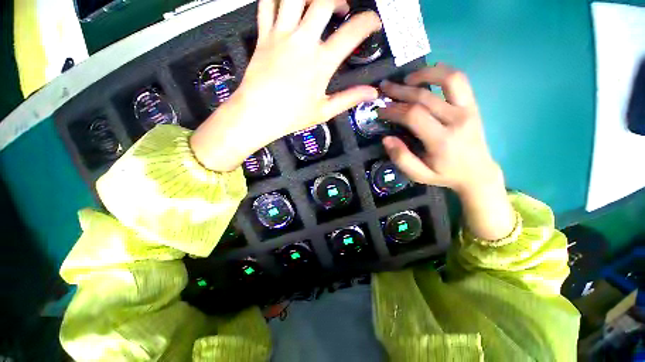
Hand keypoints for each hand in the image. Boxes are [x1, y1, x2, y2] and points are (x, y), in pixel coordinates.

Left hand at [191, 0, 380, 171]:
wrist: (258, 114)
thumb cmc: (292, 116)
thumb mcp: (325, 111)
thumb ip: (350, 98)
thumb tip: (372, 93)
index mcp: (321, 63)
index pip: (352, 32)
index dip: (368, 22)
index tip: (373, 23)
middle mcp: (302, 41)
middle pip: (324, 0)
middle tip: (344, 9)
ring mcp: (281, 34)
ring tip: (317, 2)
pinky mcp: (263, 34)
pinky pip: (268, 3)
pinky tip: (287, 3)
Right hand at [378, 64, 514, 239]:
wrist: (477, 172)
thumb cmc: (445, 175)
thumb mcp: (419, 175)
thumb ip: (401, 158)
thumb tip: (386, 139)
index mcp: (442, 140)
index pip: (413, 115)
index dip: (393, 110)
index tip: (380, 110)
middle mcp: (457, 120)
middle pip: (425, 96)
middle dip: (400, 91)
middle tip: (384, 88)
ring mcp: (468, 109)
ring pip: (448, 79)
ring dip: (424, 74)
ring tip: (406, 78)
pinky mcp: (473, 104)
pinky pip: (459, 80)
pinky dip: (442, 71)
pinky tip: (427, 75)